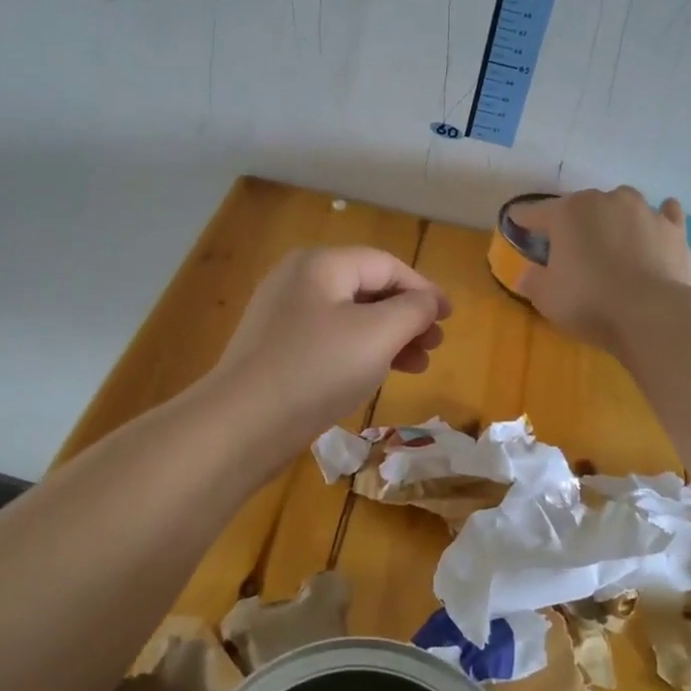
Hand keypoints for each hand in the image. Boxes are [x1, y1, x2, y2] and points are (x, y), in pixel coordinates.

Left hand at [207, 247, 449, 452]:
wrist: (241, 425)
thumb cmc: (316, 369)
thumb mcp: (377, 334)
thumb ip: (412, 310)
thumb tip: (426, 301)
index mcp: (321, 265)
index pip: (386, 265)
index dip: (423, 289)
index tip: (449, 318)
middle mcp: (298, 281)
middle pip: (367, 288)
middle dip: (407, 316)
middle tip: (434, 346)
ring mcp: (282, 316)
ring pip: (350, 318)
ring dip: (388, 337)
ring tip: (416, 366)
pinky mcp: (276, 350)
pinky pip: (329, 340)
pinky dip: (360, 352)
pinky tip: (376, 375)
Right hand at [507, 187, 690, 351]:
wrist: (652, 314)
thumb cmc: (589, 301)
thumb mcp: (545, 297)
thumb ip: (532, 279)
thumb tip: (528, 272)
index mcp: (567, 212)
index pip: (534, 211)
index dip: (522, 220)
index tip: (516, 226)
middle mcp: (605, 200)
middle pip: (580, 206)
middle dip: (572, 223)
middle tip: (569, 250)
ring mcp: (643, 210)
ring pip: (621, 205)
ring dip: (613, 219)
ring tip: (612, 242)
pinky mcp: (674, 228)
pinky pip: (664, 213)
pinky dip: (657, 219)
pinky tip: (654, 228)